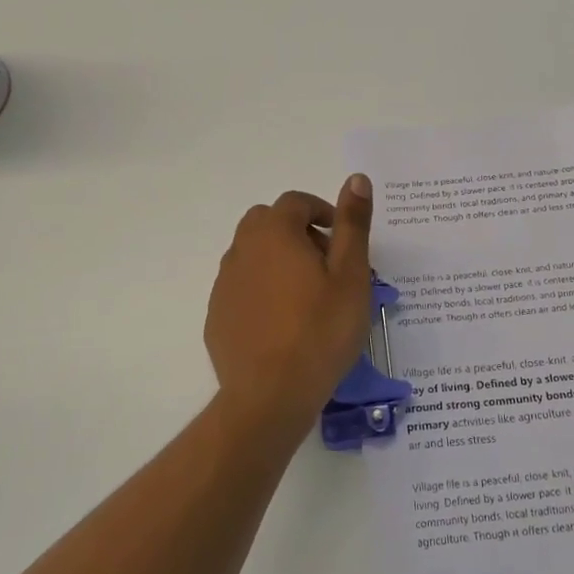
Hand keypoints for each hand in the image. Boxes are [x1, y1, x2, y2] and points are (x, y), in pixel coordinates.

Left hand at [205, 176, 374, 429]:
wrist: (270, 395)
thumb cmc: (320, 331)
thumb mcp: (350, 276)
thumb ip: (353, 224)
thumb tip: (356, 178)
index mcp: (275, 233)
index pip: (296, 202)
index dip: (322, 212)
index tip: (343, 239)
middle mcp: (242, 250)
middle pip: (268, 222)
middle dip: (297, 232)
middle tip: (327, 264)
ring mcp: (224, 284)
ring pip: (252, 255)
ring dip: (278, 260)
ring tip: (308, 296)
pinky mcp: (216, 316)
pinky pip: (241, 288)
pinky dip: (262, 291)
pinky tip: (283, 323)